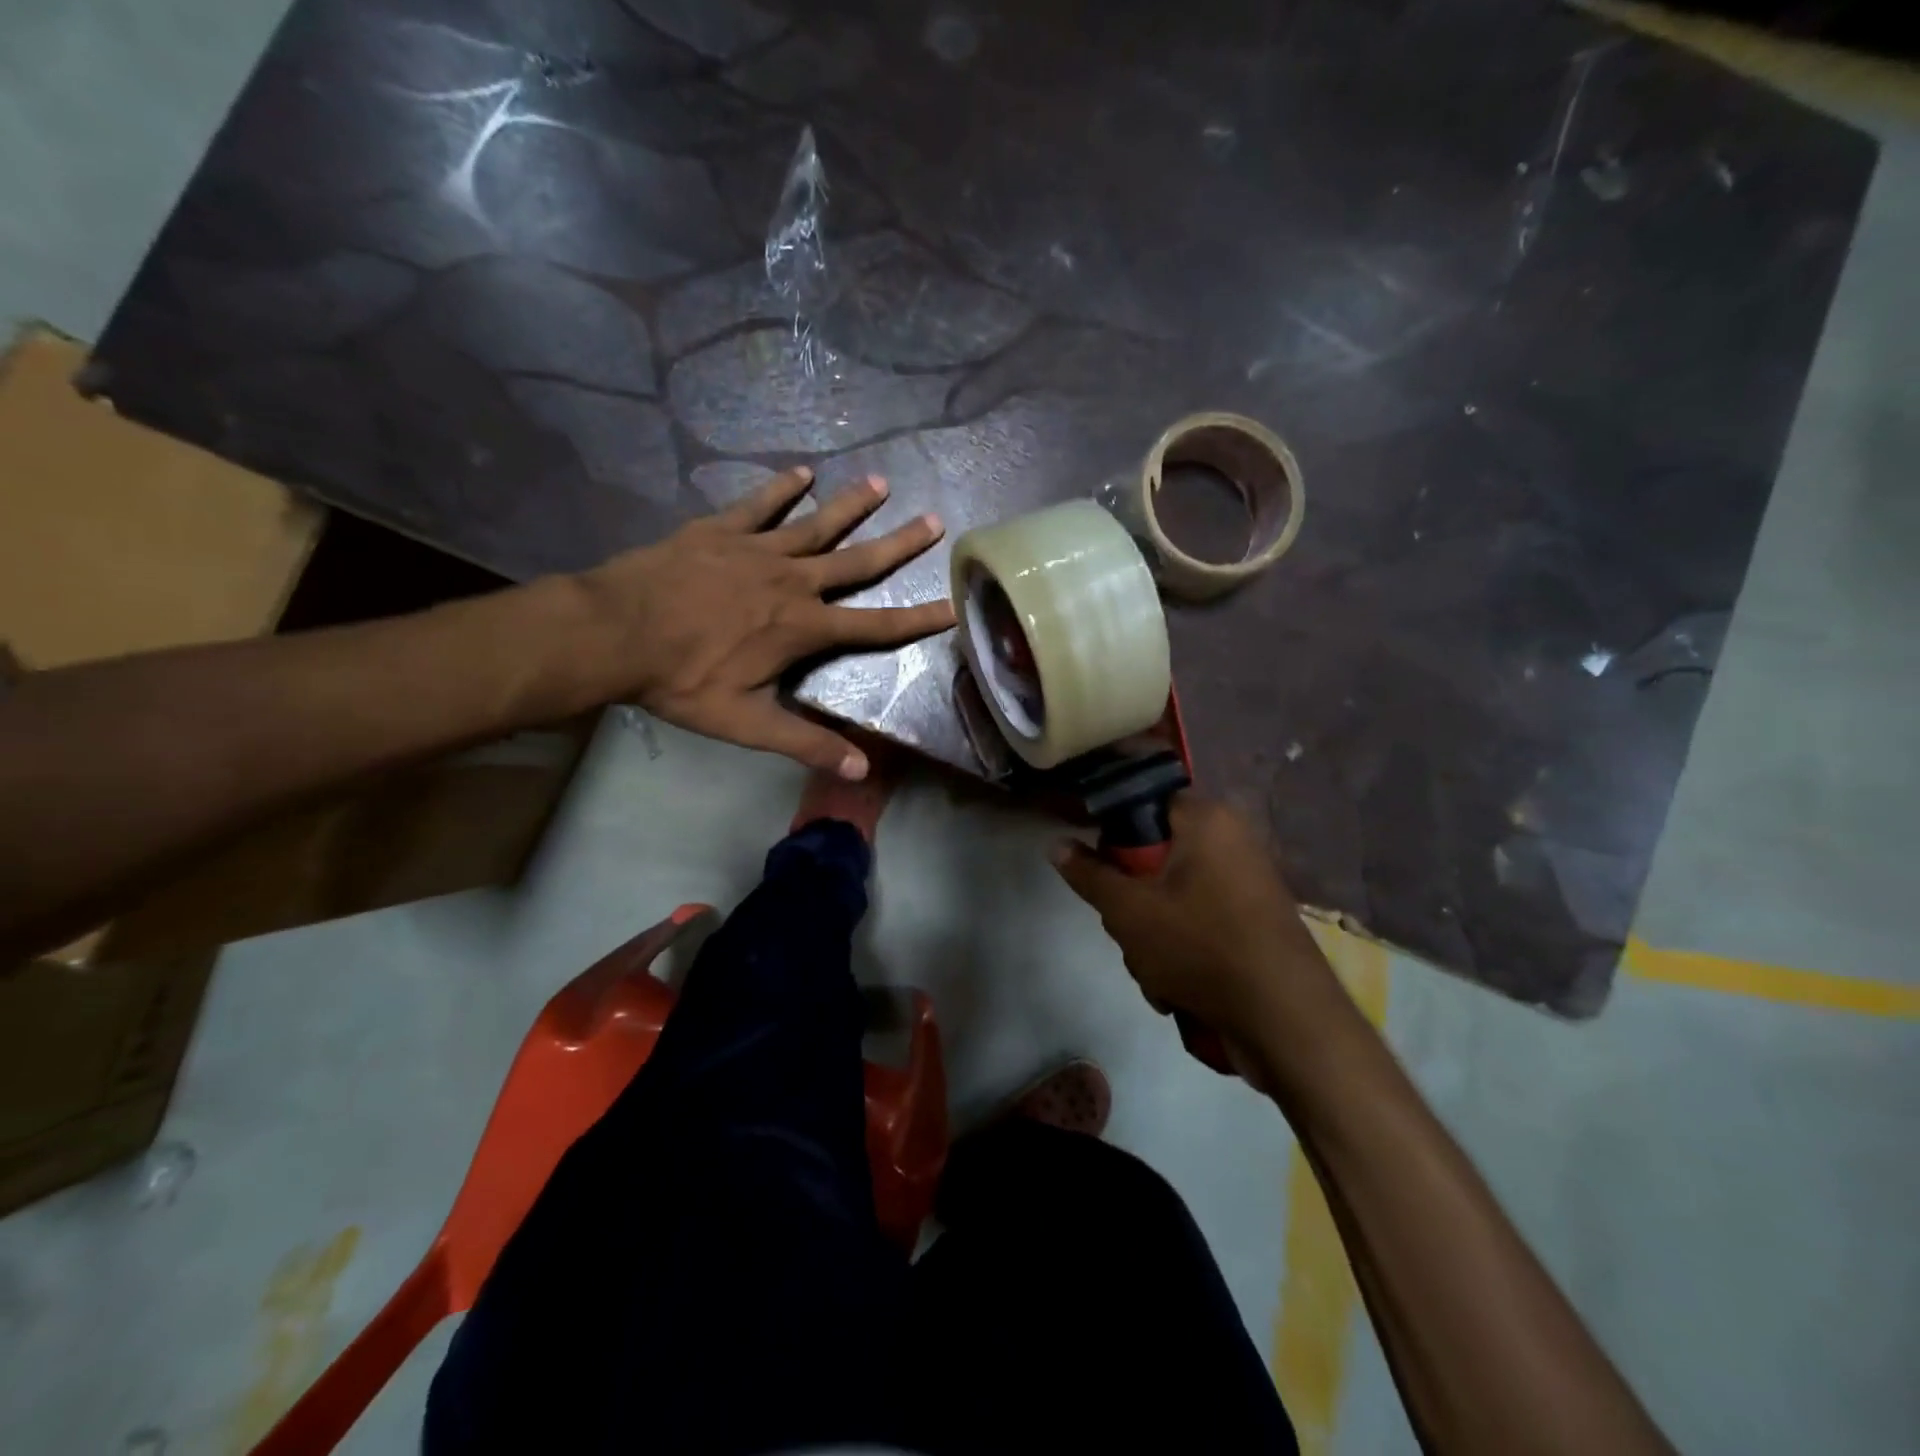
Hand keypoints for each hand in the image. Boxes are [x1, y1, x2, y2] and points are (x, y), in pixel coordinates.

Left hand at [574, 467, 951, 777]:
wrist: (614, 632)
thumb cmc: (682, 680)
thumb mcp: (747, 724)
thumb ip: (805, 744)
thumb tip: (861, 773)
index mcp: (803, 627)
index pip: (875, 625)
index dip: (917, 619)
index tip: (953, 605)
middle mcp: (792, 581)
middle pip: (857, 560)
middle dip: (898, 544)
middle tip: (934, 520)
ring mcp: (756, 549)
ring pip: (816, 524)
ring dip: (851, 505)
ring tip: (882, 483)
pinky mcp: (720, 531)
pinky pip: (759, 505)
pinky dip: (782, 489)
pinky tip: (802, 473)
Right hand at [1051, 794, 1339, 1053]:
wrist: (1287, 1020)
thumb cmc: (1200, 946)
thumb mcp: (1127, 910)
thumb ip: (1088, 874)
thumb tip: (1055, 843)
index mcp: (1206, 819)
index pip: (1143, 802)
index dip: (1112, 833)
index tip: (1098, 869)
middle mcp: (1232, 840)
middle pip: (1154, 854)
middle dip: (1131, 898)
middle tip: (1125, 928)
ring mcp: (1247, 883)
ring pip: (1171, 894)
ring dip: (1150, 933)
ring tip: (1153, 971)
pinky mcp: (1254, 921)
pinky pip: (1198, 920)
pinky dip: (1181, 949)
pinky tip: (1175, 988)